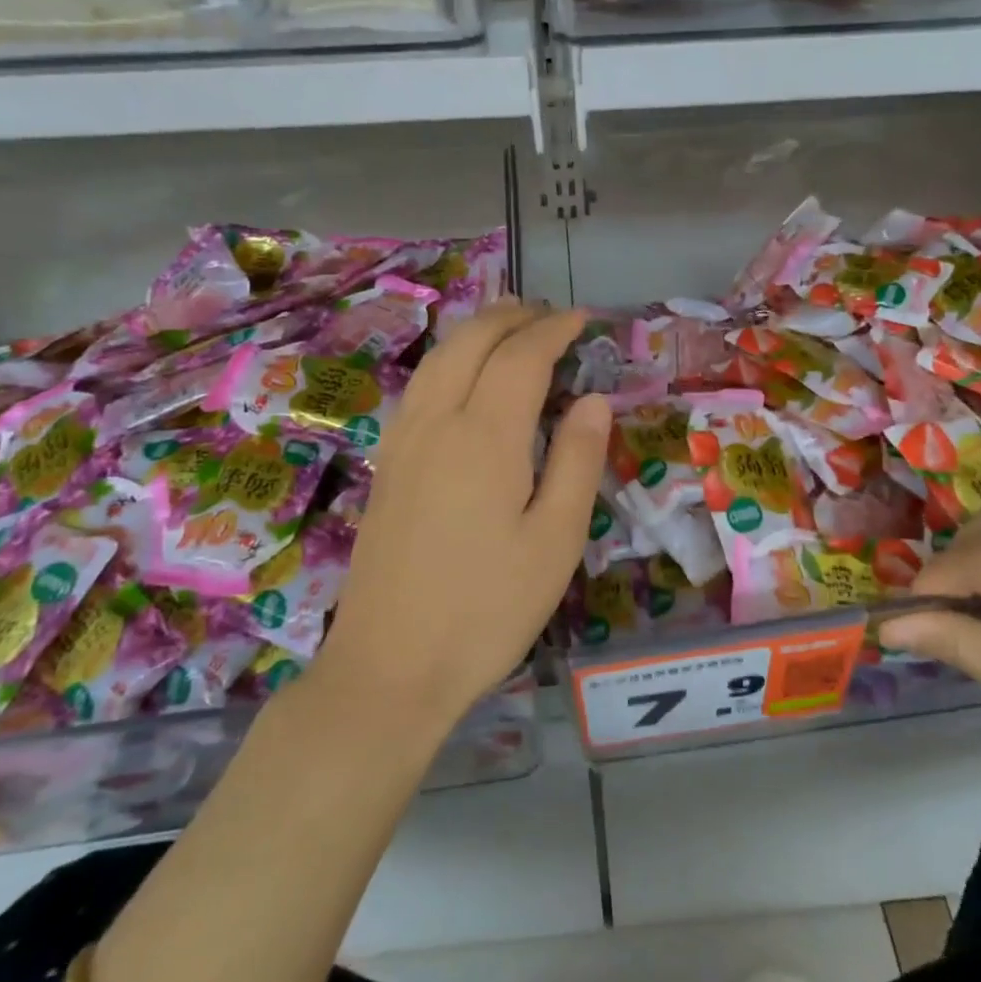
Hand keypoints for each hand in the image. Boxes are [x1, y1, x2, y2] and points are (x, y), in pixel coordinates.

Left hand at [315, 303, 609, 732]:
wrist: (390, 666)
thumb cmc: (487, 608)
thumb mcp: (555, 540)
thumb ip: (577, 460)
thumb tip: (592, 399)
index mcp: (485, 436)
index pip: (521, 356)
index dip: (553, 329)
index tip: (582, 319)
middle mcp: (437, 422)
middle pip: (471, 342)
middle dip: (511, 317)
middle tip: (549, 315)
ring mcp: (403, 442)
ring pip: (438, 359)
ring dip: (476, 332)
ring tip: (509, 329)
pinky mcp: (387, 466)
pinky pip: (420, 387)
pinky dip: (450, 360)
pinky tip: (464, 379)